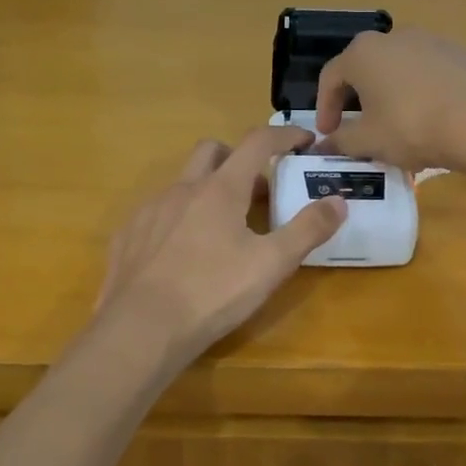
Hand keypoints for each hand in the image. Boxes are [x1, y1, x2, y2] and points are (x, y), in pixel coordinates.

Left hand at [95, 127, 345, 367]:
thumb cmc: (212, 293)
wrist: (140, 330)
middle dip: (238, 156)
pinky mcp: (126, 236)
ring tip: (221, 227)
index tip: (304, 140)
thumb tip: (338, 200)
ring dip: (206, 189)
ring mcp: (149, 210)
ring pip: (182, 182)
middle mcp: (182, 189)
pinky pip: (156, 213)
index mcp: (220, 190)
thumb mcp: (271, 265)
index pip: (257, 142)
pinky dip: (177, 218)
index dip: (284, 135)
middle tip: (258, 187)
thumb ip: (308, 229)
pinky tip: (182, 252)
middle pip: (212, 150)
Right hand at [315, 28, 465, 171]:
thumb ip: (340, 141)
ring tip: (396, 125)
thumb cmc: (412, 127)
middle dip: (357, 98)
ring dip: (390, 94)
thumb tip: (323, 145)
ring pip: (398, 69)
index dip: (325, 107)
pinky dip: (420, 92)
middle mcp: (394, 37)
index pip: (331, 77)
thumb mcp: (368, 141)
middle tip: (359, 127)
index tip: (329, 133)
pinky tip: (431, 119)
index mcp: (363, 53)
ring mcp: (431, 41)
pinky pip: (429, 73)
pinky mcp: (461, 53)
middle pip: (365, 68)